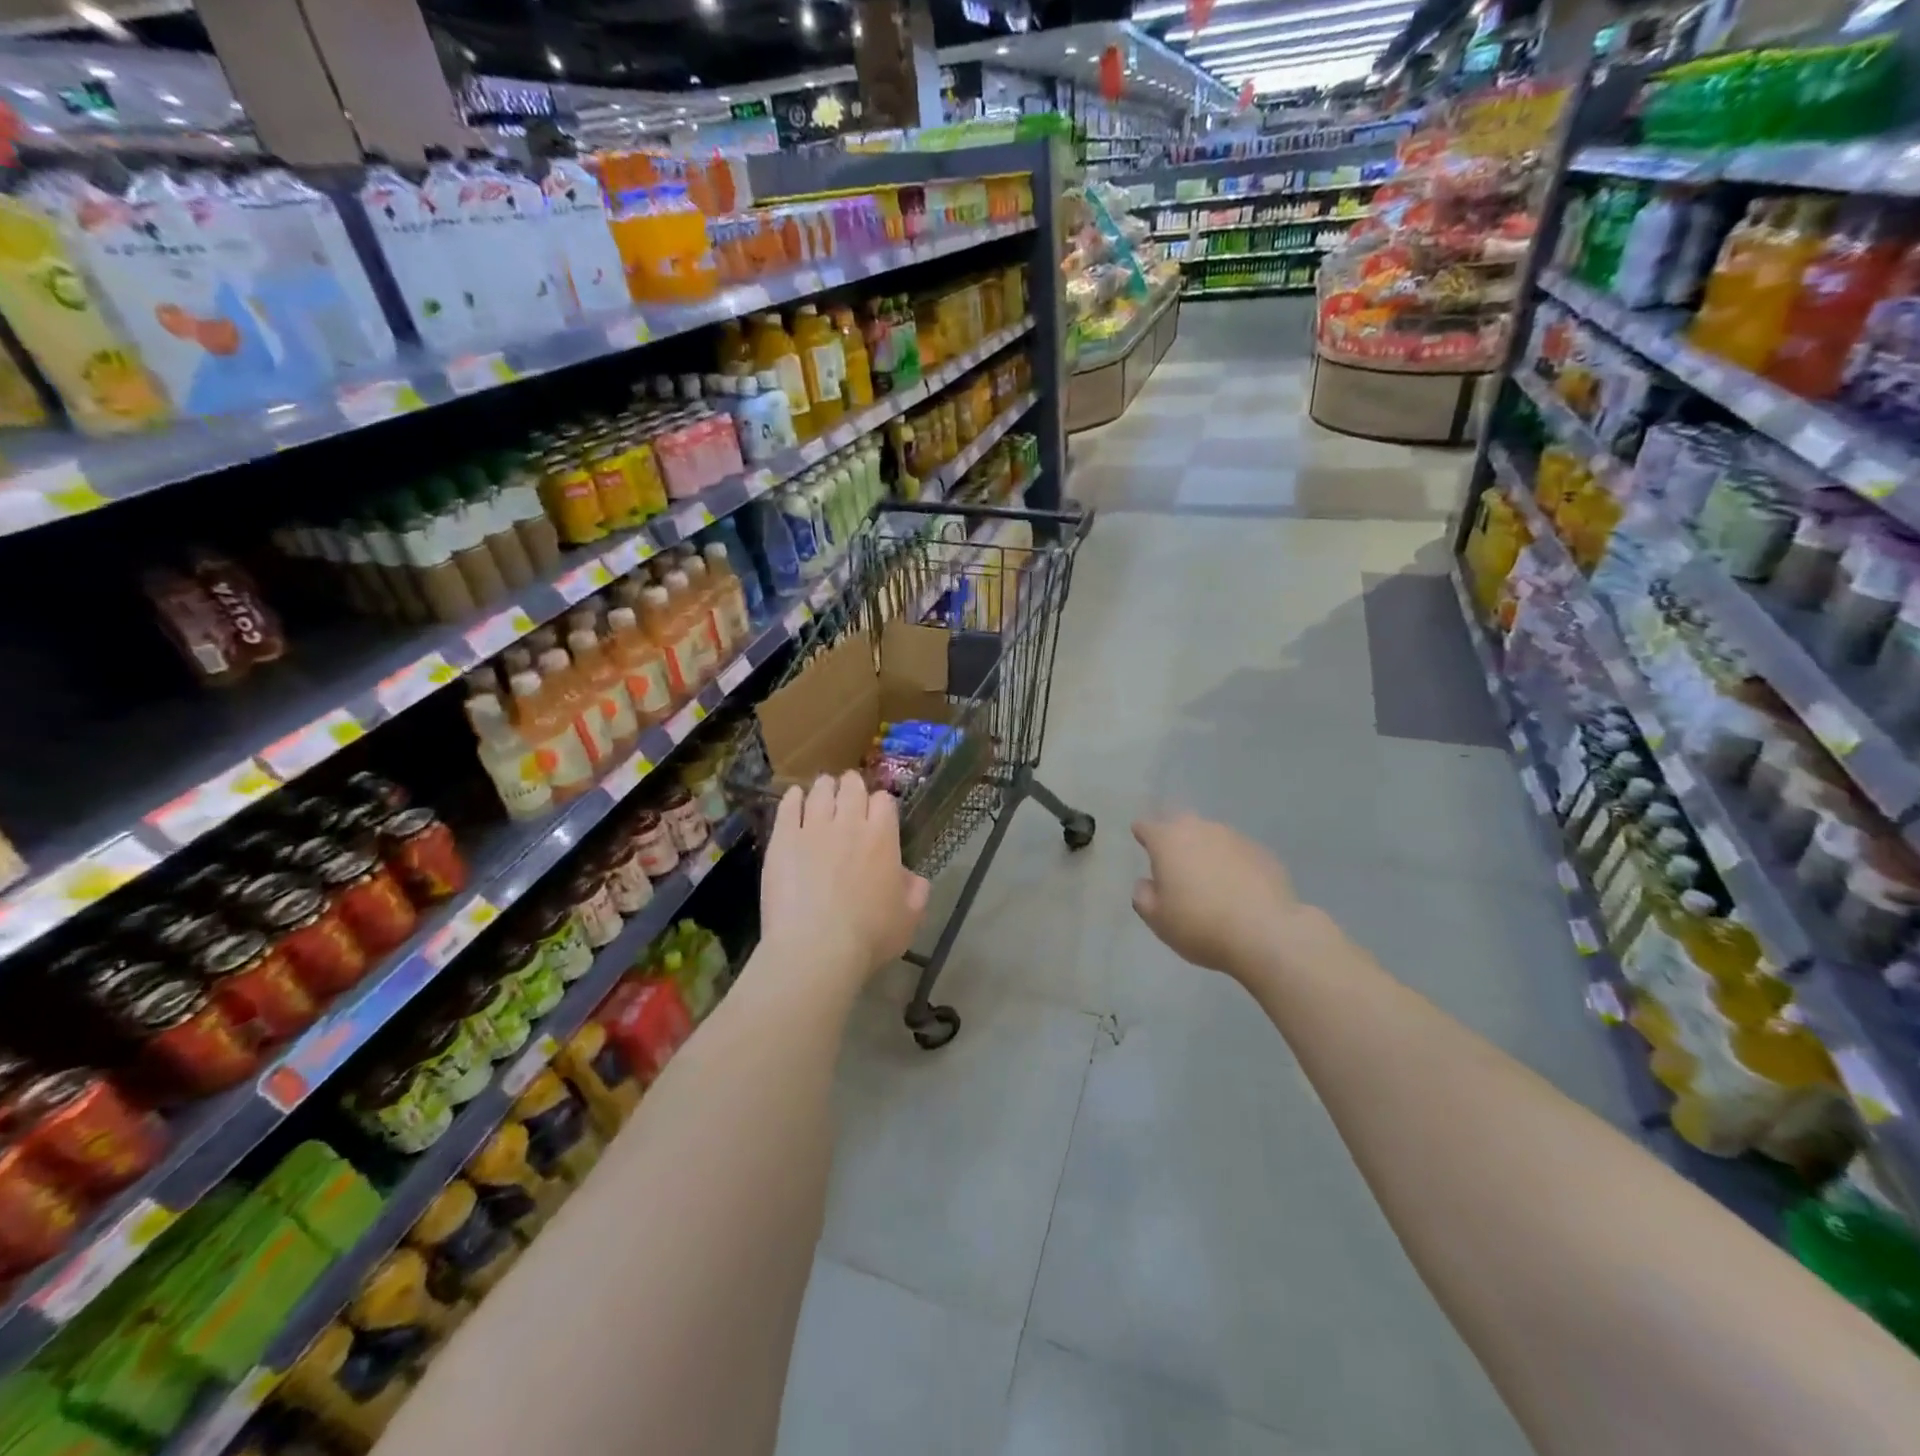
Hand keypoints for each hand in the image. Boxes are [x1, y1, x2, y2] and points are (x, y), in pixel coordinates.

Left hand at [762, 773, 930, 991]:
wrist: (816, 948)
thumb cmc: (869, 936)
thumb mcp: (909, 918)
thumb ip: (916, 891)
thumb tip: (912, 877)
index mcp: (883, 838)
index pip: (884, 801)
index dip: (880, 803)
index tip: (877, 812)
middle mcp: (849, 823)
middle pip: (852, 787)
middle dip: (852, 785)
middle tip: (849, 792)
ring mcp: (813, 828)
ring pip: (820, 791)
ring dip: (824, 787)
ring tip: (823, 791)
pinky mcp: (782, 839)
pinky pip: (788, 807)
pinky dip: (793, 798)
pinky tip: (794, 798)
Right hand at [1131, 813, 1325, 978]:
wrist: (1266, 933)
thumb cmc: (1200, 924)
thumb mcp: (1158, 919)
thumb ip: (1143, 896)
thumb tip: (1147, 883)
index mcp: (1168, 841)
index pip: (1147, 826)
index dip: (1142, 834)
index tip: (1142, 842)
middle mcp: (1200, 829)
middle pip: (1181, 822)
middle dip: (1175, 836)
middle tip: (1174, 860)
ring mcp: (1235, 837)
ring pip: (1212, 836)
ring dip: (1206, 850)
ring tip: (1209, 878)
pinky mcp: (1263, 852)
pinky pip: (1238, 852)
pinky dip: (1233, 863)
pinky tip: (1238, 887)